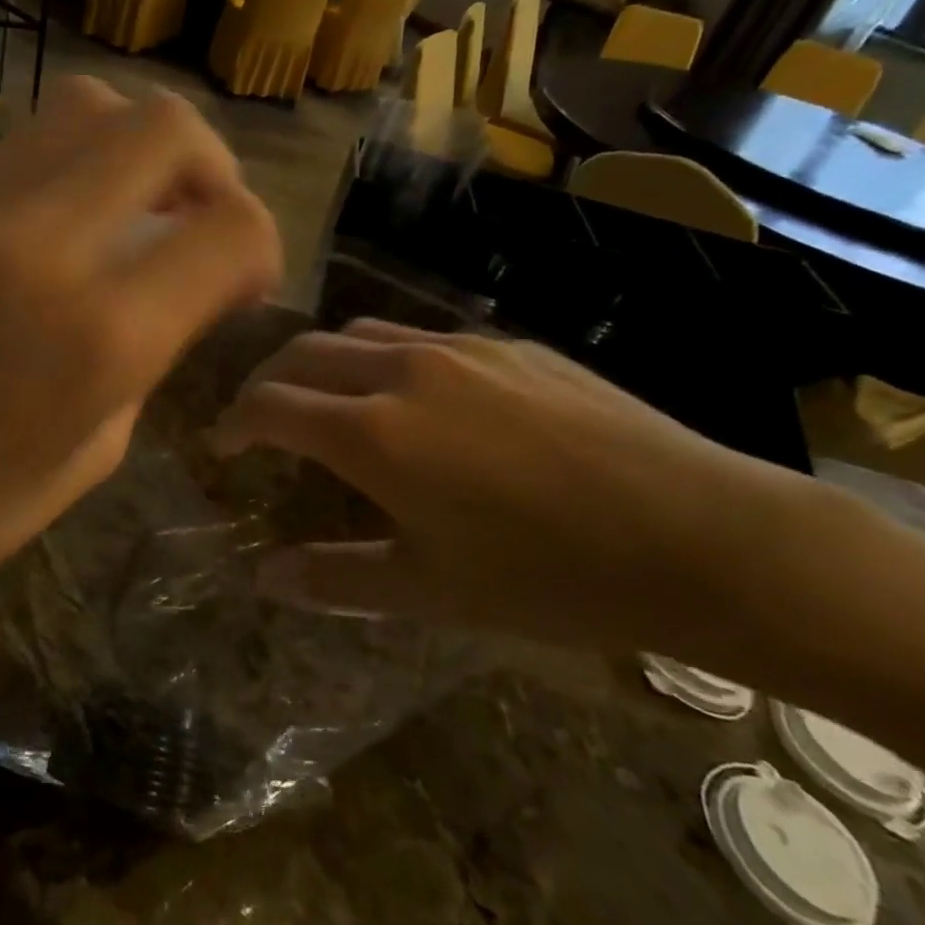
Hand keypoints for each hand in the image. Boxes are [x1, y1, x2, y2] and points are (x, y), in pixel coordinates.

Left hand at [0, 77, 281, 647]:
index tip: (245, 282)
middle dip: (212, 167)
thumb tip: (176, 294)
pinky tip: (65, 222)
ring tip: (134, 209)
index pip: (231, 228)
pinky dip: (73, 162)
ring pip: (89, 105)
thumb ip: (149, 354)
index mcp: (102, 334)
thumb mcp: (95, 452)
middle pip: (166, 126)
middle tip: (200, 222)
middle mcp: (44, 246)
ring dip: (137, 147)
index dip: (261, 245)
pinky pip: (24, 145)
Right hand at [211, 320, 818, 658]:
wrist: (704, 536)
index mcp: (373, 432)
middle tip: (259, 419)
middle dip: (266, 382)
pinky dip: (385, 359)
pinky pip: (421, 337)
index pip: (269, 405)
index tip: (220, 445)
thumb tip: (264, 578)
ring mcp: (461, 348)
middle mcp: (404, 371)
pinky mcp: (510, 345)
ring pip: (360, 333)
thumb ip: (335, 578)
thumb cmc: (552, 577)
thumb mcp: (431, 591)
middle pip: (303, 353)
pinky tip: (417, 400)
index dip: (233, 423)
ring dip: (324, 362)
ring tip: (327, 401)